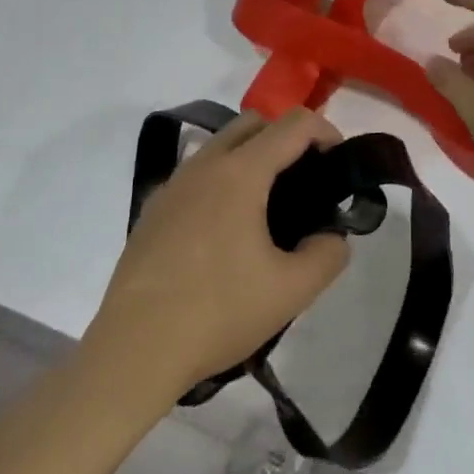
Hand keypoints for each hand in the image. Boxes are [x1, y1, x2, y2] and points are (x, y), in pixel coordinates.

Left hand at [86, 109, 351, 396]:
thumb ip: (328, 255)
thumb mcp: (292, 291)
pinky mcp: (152, 209)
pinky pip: (196, 175)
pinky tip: (223, 234)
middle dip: (287, 138)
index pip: (294, 124)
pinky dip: (221, 182)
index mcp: (241, 171)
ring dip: (251, 158)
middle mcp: (205, 163)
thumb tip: (332, 237)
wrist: (134, 350)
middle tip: (305, 182)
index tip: (338, 165)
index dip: (326, 132)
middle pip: (254, 123)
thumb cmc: (218, 312)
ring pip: (220, 146)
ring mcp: (173, 184)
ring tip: (267, 209)